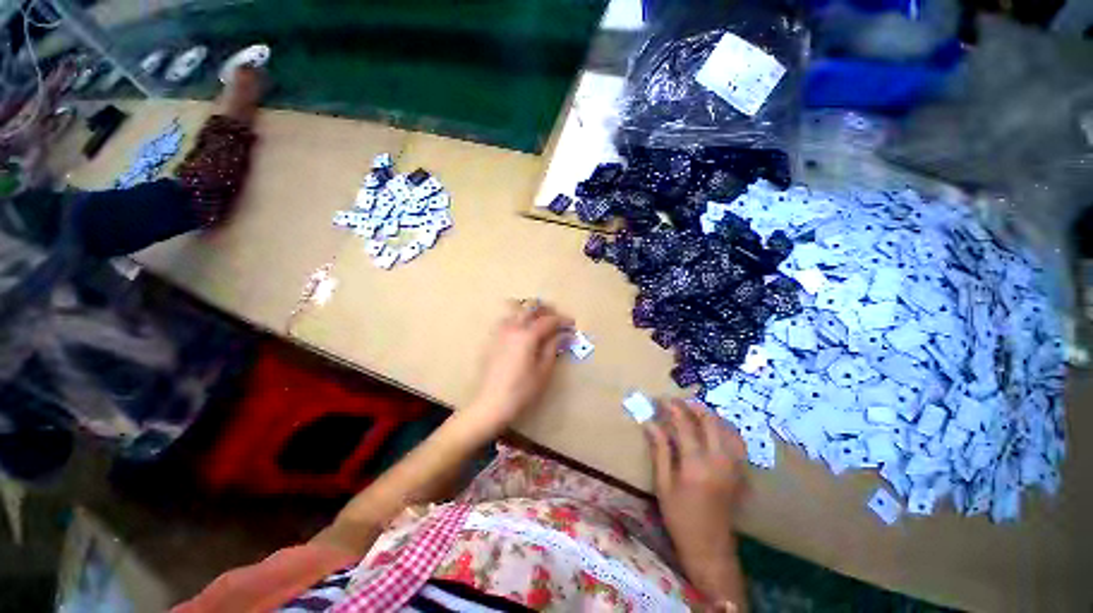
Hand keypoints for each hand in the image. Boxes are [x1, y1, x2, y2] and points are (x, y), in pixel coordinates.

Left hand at [466, 300, 573, 432]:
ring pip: (515, 310)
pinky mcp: (493, 339)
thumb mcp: (544, 370)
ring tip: (540, 321)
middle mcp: (512, 328)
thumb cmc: (522, 390)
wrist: (491, 403)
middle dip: (546, 309)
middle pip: (530, 307)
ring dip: (530, 311)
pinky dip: (517, 318)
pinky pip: (506, 320)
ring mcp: (500, 332)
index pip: (548, 320)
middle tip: (557, 319)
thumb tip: (565, 335)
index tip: (572, 324)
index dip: (562, 320)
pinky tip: (523, 331)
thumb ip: (553, 347)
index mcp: (527, 335)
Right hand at [645, 399, 747, 603]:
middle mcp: (719, 460)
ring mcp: (734, 466)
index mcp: (696, 464)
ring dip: (710, 415)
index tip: (661, 399)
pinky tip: (713, 429)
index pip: (685, 424)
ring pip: (727, 428)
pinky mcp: (741, 472)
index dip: (672, 407)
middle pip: (710, 420)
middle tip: (677, 402)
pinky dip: (724, 428)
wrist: (710, 548)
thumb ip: (659, 450)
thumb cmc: (680, 517)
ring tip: (693, 411)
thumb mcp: (663, 484)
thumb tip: (650, 423)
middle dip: (692, 406)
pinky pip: (737, 441)